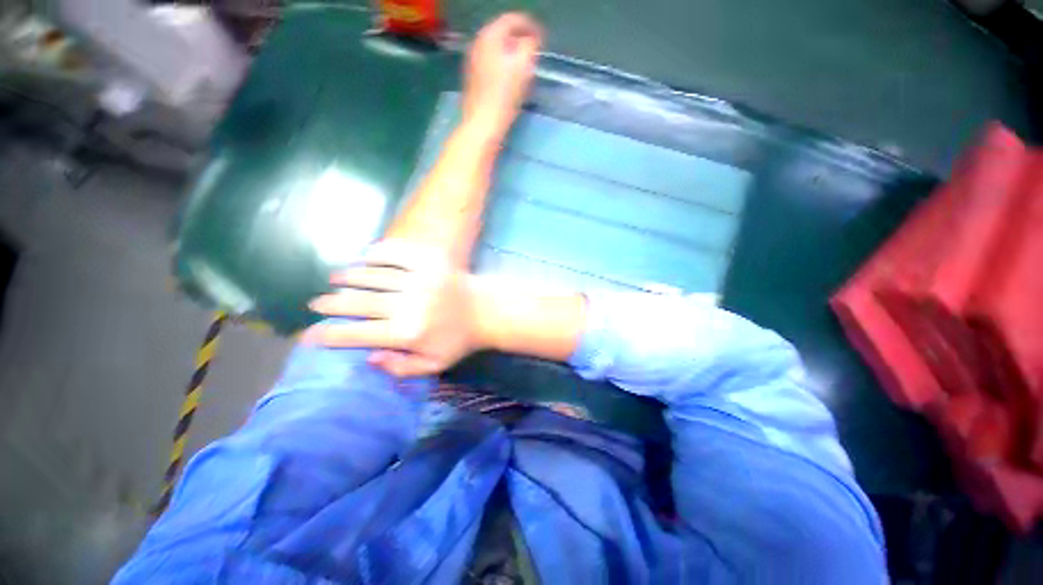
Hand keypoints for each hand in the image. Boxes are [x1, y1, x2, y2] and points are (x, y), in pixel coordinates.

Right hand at [304, 241, 485, 376]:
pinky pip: (396, 252)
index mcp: (409, 332)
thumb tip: (367, 358)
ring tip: (336, 280)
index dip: (329, 335)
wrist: (485, 311)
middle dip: (332, 304)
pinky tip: (365, 257)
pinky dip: (377, 253)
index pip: (358, 334)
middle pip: (358, 302)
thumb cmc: (458, 340)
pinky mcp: (431, 260)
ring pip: (372, 275)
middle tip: (318, 304)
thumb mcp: (434, 364)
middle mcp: (410, 303)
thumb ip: (401, 367)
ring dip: (349, 277)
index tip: (310, 335)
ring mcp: (420, 278)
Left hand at [462, 13, 543, 138]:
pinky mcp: (473, 80)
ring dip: (512, 55)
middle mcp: (478, 44)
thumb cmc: (504, 96)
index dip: (530, 27)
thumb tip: (531, 40)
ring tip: (525, 68)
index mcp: (490, 36)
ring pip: (497, 51)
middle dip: (520, 41)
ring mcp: (473, 62)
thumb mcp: (523, 66)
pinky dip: (503, 67)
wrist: (482, 125)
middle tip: (534, 54)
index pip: (513, 20)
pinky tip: (511, 81)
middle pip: (503, 34)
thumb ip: (530, 45)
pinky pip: (492, 65)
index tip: (542, 40)